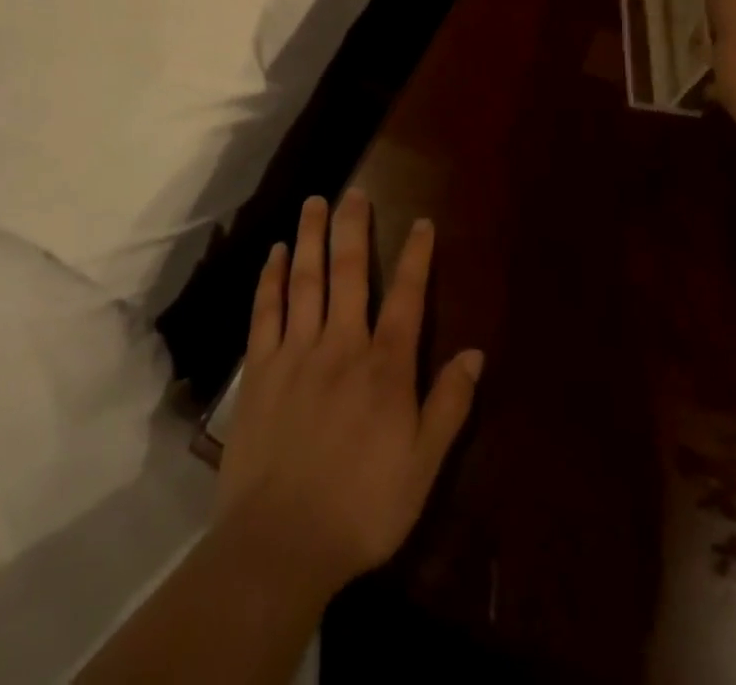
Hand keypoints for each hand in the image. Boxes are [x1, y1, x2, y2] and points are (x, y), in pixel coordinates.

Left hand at [215, 190, 483, 603]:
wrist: (280, 544)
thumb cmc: (361, 508)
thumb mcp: (423, 467)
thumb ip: (449, 406)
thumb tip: (475, 354)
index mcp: (385, 366)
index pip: (408, 297)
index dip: (416, 256)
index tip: (421, 222)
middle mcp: (341, 345)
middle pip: (350, 272)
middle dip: (354, 228)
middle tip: (355, 191)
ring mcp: (296, 353)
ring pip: (305, 280)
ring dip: (310, 238)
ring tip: (314, 202)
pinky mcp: (259, 370)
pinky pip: (266, 312)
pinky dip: (270, 279)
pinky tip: (273, 254)